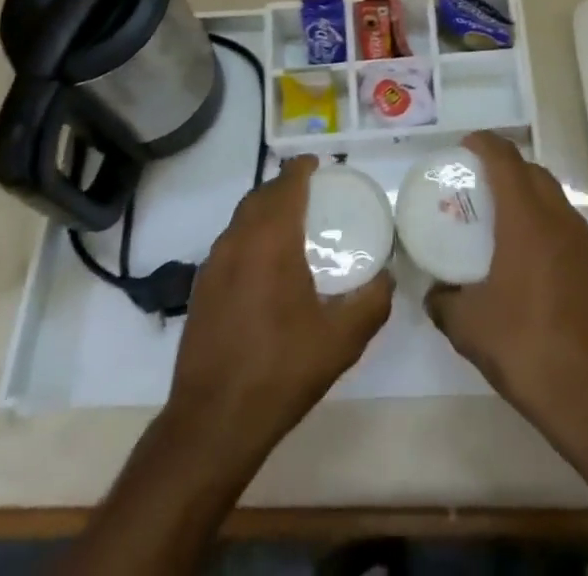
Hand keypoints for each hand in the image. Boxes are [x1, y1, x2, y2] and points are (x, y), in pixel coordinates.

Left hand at [168, 154, 392, 457]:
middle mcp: (238, 241)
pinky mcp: (200, 289)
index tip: (319, 164)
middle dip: (284, 186)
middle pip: (260, 196)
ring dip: (264, 211)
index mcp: (271, 240)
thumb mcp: (341, 341)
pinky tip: (264, 266)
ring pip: (241, 219)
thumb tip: (388, 277)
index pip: (286, 184)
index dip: (302, 168)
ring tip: (290, 225)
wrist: (213, 423)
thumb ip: (371, 303)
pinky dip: (248, 236)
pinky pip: (229, 244)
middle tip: (312, 193)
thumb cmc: (280, 371)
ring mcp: (213, 265)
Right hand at [425, 132, 587, 438]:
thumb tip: (434, 293)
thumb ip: (444, 302)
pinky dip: (546, 224)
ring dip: (529, 194)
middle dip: (507, 166)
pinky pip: (567, 227)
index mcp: (527, 219)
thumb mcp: (469, 328)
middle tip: (479, 182)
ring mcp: (585, 243)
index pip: (505, 160)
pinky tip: (531, 258)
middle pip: (533, 172)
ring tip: (503, 218)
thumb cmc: (526, 348)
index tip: (465, 145)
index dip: (484, 144)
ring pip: (555, 198)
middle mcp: (559, 220)